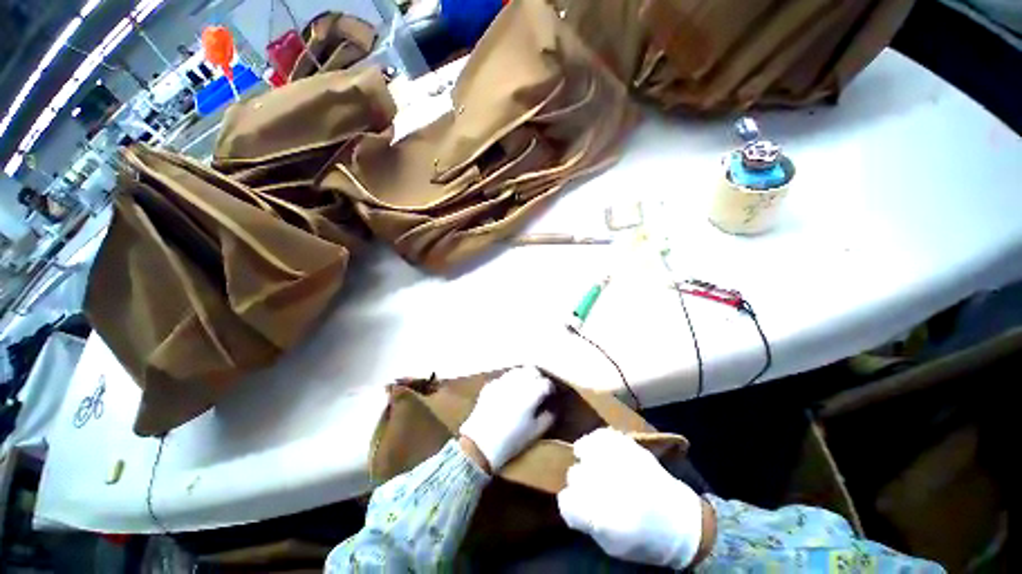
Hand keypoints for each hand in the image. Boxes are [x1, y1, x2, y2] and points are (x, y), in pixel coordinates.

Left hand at [459, 367, 554, 471]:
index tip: (551, 395)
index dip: (550, 388)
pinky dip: (509, 382)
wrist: (480, 445)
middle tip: (539, 388)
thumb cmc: (512, 440)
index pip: (546, 383)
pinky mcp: (490, 386)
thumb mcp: (535, 432)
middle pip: (532, 370)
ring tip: (525, 387)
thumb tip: (552, 409)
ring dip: (523, 376)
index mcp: (531, 393)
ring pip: (517, 370)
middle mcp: (517, 383)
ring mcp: (502, 382)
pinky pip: (503, 378)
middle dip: (538, 377)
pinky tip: (508, 393)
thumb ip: (548, 418)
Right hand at [557, 428, 711, 569]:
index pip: (568, 502)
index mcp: (607, 518)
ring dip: (584, 459)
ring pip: (586, 451)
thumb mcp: (611, 544)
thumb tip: (569, 497)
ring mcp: (623, 462)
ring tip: (587, 461)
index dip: (569, 504)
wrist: (681, 522)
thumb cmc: (643, 539)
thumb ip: (586, 521)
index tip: (575, 504)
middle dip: (579, 482)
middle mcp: (613, 486)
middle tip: (588, 488)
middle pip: (575, 475)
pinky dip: (595, 440)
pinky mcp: (632, 446)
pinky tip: (595, 446)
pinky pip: (602, 435)